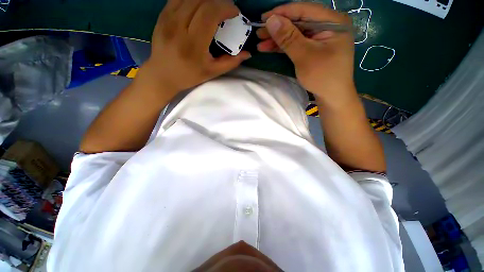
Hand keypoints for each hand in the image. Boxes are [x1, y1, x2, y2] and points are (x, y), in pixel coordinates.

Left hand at [142, 0, 250, 94]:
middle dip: (218, 1)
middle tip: (226, 10)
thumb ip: (230, 62)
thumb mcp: (212, 72)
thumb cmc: (189, 76)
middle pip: (201, 0)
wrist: (163, 74)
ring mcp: (167, 18)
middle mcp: (178, 27)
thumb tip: (247, 53)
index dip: (225, 7)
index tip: (234, 12)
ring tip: (214, 8)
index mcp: (193, 44)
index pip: (210, 13)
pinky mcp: (162, 15)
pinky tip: (199, 7)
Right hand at [257, 3, 355, 105]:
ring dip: (277, 39)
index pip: (304, 10)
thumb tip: (271, 20)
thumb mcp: (304, 56)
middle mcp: (327, 26)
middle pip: (298, 22)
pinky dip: (283, 47)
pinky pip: (296, 44)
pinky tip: (270, 48)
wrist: (332, 97)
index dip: (282, 13)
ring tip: (260, 42)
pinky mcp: (313, 49)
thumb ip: (288, 37)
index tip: (263, 18)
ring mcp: (320, 38)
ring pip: (295, 34)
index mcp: (332, 21)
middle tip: (259, 32)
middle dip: (277, 28)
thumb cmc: (323, 76)